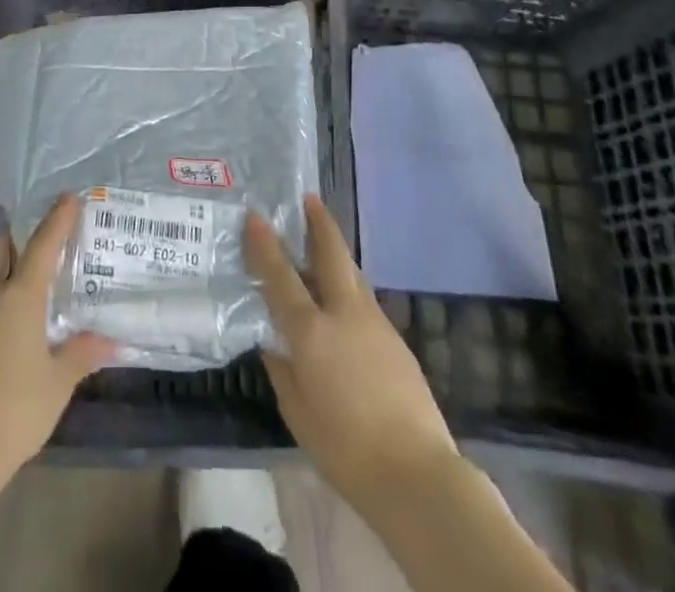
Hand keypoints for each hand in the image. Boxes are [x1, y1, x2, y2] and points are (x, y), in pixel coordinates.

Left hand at [0, 193, 116, 488]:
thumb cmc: (14, 413)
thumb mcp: (57, 384)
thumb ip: (81, 353)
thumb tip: (111, 340)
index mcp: (19, 296)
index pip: (42, 244)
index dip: (57, 219)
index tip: (68, 197)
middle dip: (16, 241)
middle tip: (34, 257)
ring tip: (11, 285)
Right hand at [247, 195, 456, 506]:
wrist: (418, 475)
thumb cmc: (345, 449)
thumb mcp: (298, 413)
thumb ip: (282, 370)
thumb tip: (273, 342)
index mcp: (312, 331)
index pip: (281, 276)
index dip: (265, 244)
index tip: (256, 215)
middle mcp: (344, 315)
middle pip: (332, 255)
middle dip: (320, 223)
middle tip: (310, 199)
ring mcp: (376, 325)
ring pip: (352, 276)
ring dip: (336, 254)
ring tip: (323, 243)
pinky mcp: (397, 342)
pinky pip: (365, 303)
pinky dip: (349, 289)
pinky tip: (343, 305)